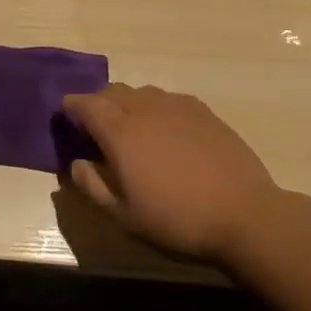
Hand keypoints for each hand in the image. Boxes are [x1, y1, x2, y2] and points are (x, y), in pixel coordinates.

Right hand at [62, 84, 280, 262]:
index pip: (85, 103)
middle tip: (97, 127)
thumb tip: (76, 162)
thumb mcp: (124, 215)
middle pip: (112, 91)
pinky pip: (168, 99)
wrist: (245, 215)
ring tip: (133, 129)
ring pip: (141, 92)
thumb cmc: (177, 219)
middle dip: (98, 103)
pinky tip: (166, 131)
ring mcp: (176, 106)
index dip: (71, 107)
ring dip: (128, 104)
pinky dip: (157, 108)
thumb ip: (92, 185)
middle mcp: (144, 108)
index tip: (66, 116)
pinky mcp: (203, 111)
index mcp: (119, 131)